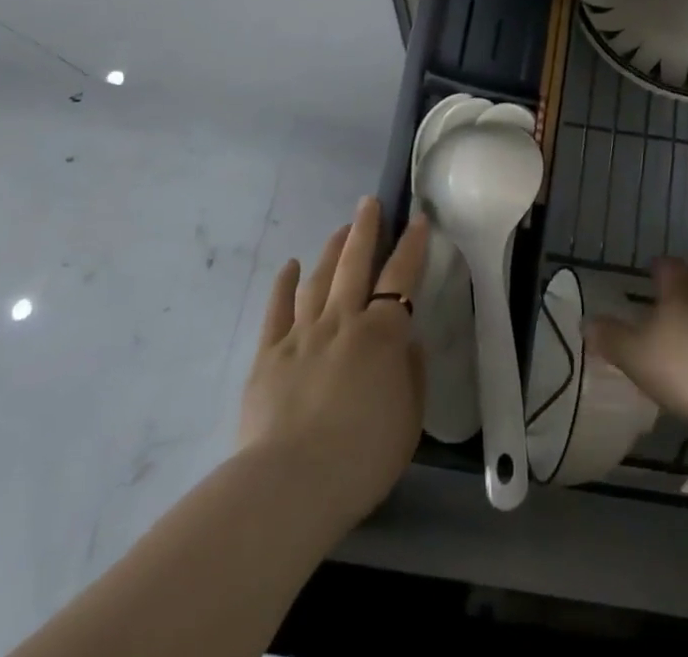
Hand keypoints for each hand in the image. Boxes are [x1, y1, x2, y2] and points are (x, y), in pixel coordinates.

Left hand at [238, 197, 427, 531]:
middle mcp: (342, 321)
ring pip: (318, 278)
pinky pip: (277, 309)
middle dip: (366, 229)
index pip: (401, 277)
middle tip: (370, 202)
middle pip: (355, 264)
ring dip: (331, 250)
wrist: (290, 486)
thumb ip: (412, 374)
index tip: (418, 219)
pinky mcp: (268, 355)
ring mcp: (301, 334)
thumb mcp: (409, 420)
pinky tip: (289, 266)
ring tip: (340, 230)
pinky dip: (284, 284)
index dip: (412, 246)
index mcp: (381, 334)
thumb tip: (408, 342)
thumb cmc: (361, 457)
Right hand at [586, 257, 687, 431]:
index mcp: (677, 290)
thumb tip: (587, 322)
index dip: (658, 267)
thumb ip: (610, 338)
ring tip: (684, 337)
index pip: (668, 266)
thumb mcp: (633, 353)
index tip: (652, 271)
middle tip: (669, 303)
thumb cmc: (681, 364)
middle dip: (684, 291)